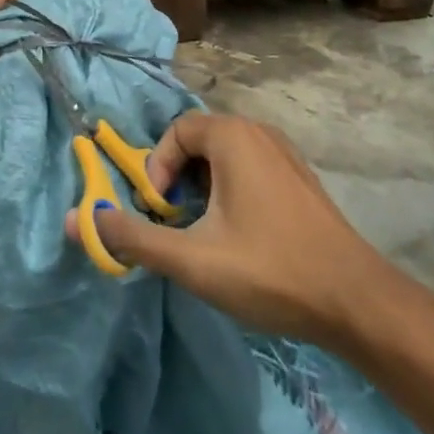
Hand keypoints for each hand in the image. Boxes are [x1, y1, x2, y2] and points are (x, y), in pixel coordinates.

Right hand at [67, 111, 386, 346]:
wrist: (357, 301)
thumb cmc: (270, 270)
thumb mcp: (192, 259)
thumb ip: (133, 238)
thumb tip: (76, 220)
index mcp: (233, 136)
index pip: (176, 132)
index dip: (158, 168)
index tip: (160, 212)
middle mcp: (259, 131)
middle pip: (200, 140)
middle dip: (179, 179)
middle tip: (178, 222)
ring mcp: (285, 153)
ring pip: (226, 156)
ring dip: (204, 186)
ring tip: (206, 231)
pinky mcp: (301, 178)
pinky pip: (251, 167)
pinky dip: (232, 189)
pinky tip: (241, 235)